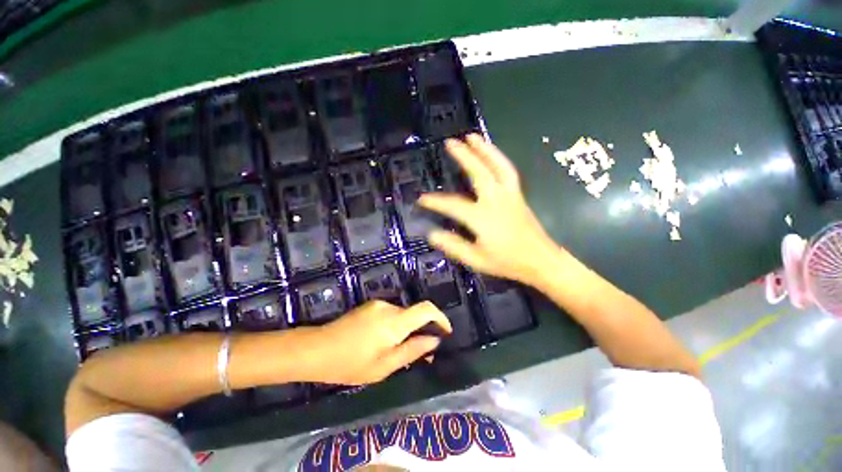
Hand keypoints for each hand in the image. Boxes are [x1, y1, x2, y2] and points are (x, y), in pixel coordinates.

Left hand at [299, 300, 451, 384]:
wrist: (317, 349)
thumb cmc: (351, 363)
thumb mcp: (384, 366)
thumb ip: (412, 351)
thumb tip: (434, 341)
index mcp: (395, 321)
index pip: (426, 309)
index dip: (440, 318)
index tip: (445, 332)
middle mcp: (389, 307)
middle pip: (414, 313)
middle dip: (420, 330)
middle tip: (419, 353)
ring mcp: (377, 304)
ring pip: (402, 315)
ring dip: (405, 330)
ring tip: (395, 351)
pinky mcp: (370, 306)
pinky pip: (390, 314)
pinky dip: (394, 326)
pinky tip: (381, 342)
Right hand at [418, 134, 558, 283]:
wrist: (541, 261)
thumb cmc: (507, 262)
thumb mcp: (476, 259)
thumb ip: (453, 246)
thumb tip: (432, 234)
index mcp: (482, 217)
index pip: (453, 205)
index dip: (435, 202)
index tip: (421, 199)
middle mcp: (496, 201)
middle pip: (479, 172)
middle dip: (464, 156)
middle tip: (450, 142)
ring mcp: (510, 195)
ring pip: (498, 166)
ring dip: (485, 149)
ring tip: (472, 136)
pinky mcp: (518, 195)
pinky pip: (508, 171)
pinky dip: (498, 159)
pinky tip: (491, 154)